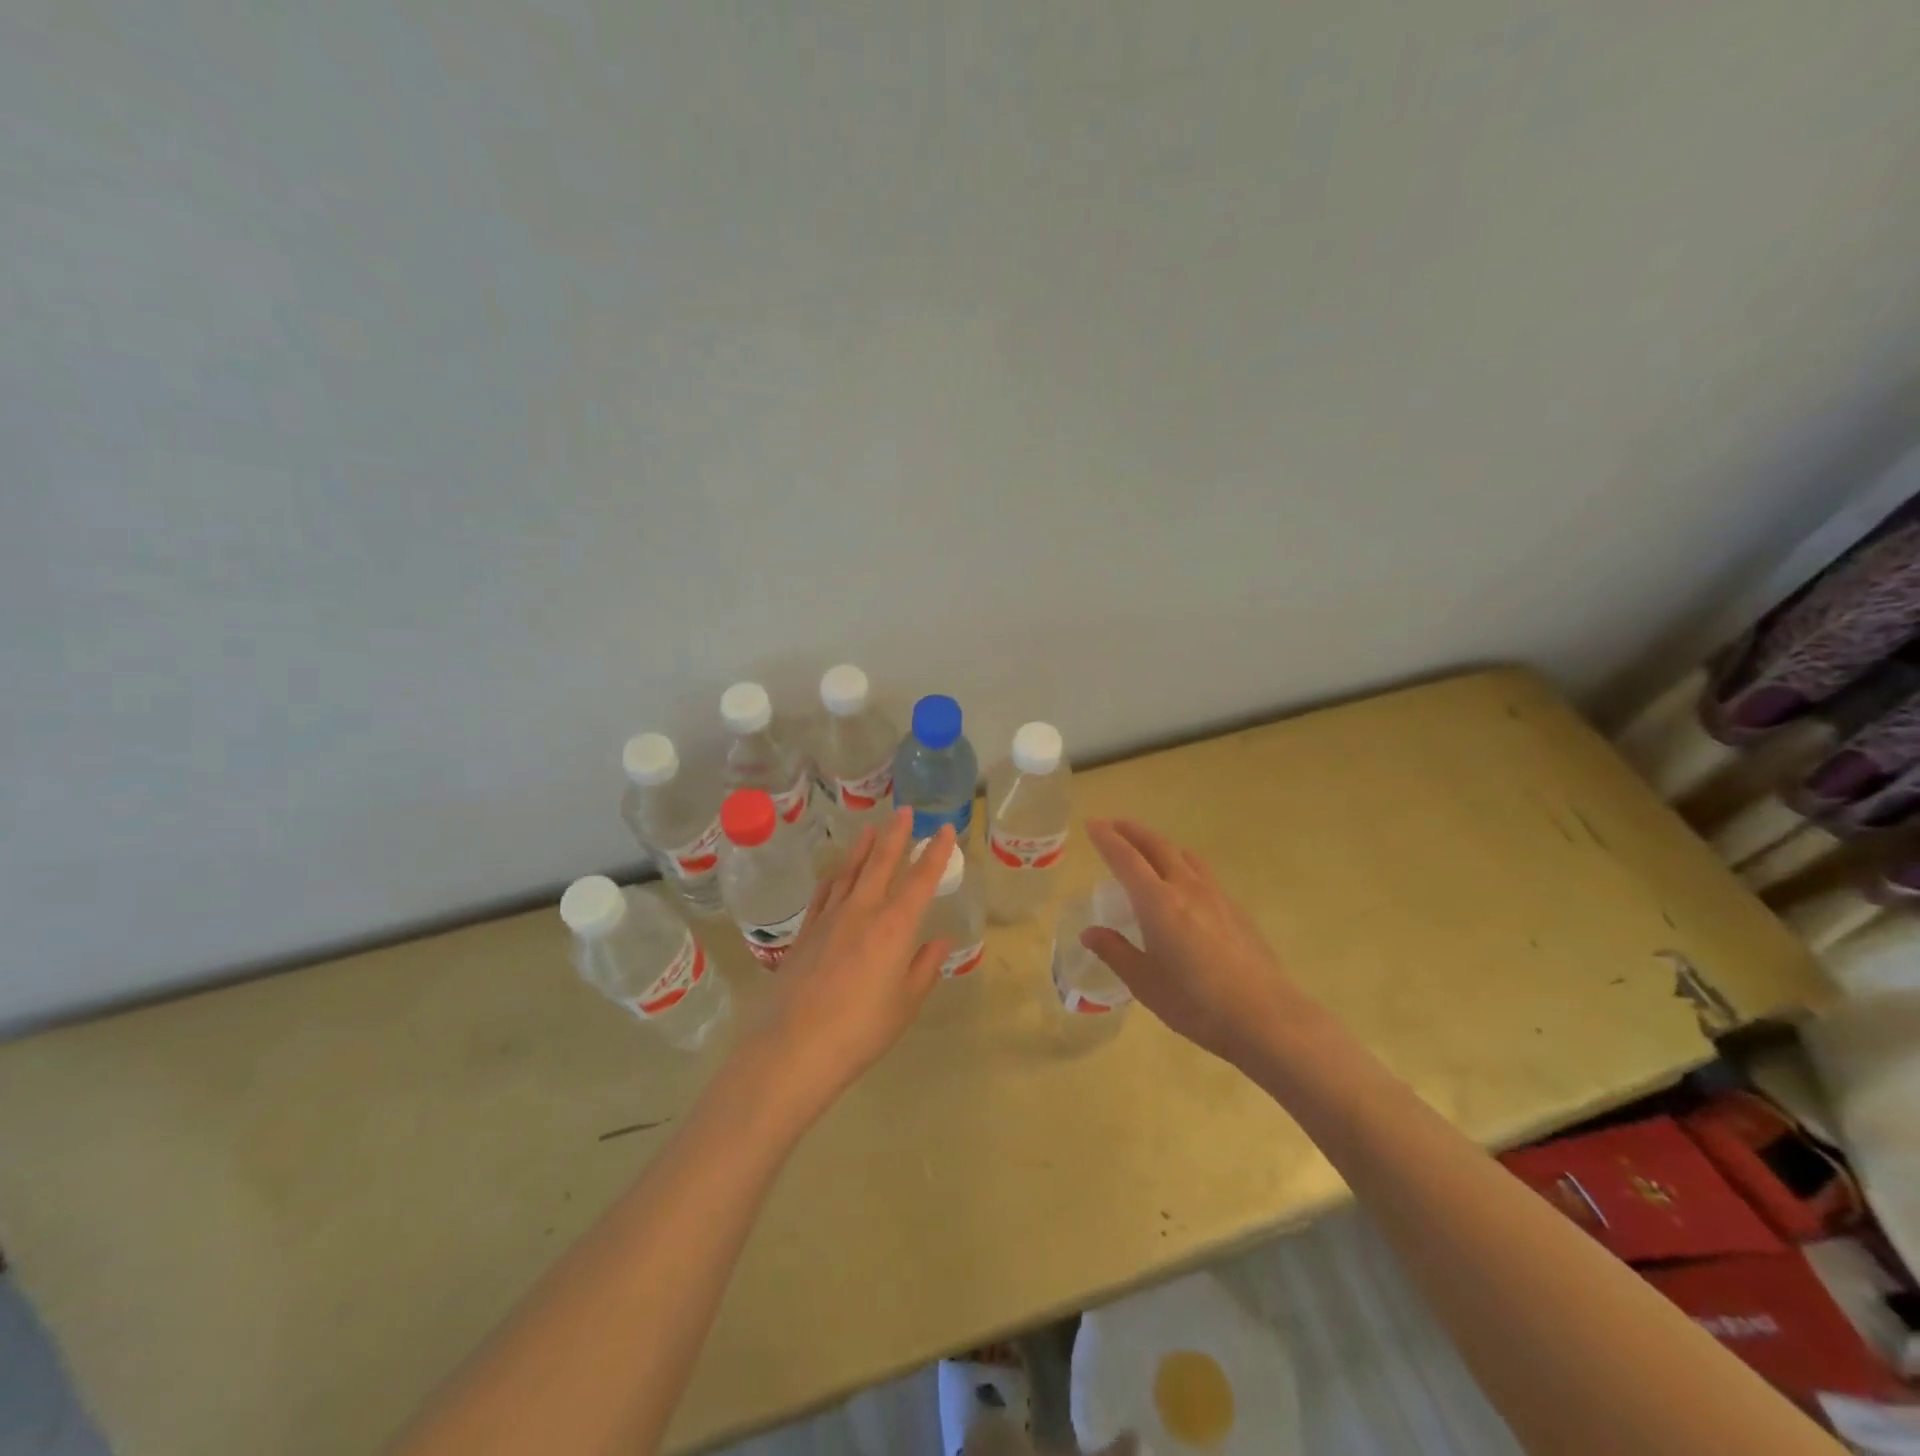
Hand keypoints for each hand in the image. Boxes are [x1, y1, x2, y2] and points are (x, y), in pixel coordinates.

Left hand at [750, 810, 953, 1111]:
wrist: (793, 1047)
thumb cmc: (860, 1031)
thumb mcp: (905, 1004)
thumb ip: (923, 968)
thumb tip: (940, 940)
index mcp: (893, 927)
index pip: (920, 880)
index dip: (935, 853)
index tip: (943, 830)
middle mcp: (862, 911)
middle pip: (881, 863)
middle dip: (896, 835)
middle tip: (905, 811)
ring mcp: (829, 919)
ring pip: (849, 871)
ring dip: (862, 847)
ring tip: (870, 828)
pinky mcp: (805, 932)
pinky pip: (824, 893)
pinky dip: (835, 876)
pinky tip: (836, 872)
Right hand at [1081, 818, 1310, 1068]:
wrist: (1267, 1017)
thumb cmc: (1197, 1003)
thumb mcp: (1145, 984)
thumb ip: (1115, 952)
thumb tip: (1090, 933)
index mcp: (1157, 902)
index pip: (1125, 859)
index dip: (1106, 839)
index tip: (1092, 823)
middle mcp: (1186, 888)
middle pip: (1156, 846)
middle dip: (1132, 831)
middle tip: (1113, 824)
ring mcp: (1216, 896)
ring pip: (1184, 855)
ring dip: (1160, 844)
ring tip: (1148, 849)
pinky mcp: (1237, 910)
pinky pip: (1202, 873)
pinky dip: (1183, 865)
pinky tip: (1184, 886)